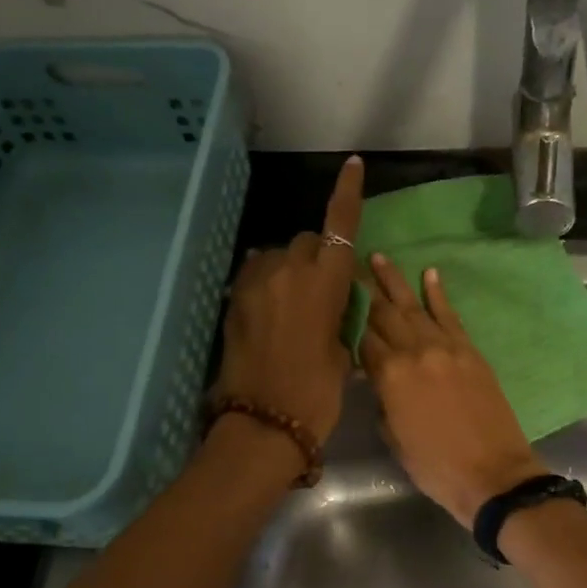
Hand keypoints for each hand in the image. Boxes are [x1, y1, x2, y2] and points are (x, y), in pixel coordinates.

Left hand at [214, 156, 363, 442]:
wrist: (264, 423)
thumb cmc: (317, 393)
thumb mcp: (342, 352)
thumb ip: (339, 316)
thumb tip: (332, 302)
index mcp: (326, 282)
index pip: (340, 226)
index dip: (346, 193)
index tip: (352, 164)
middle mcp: (289, 270)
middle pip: (309, 241)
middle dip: (319, 256)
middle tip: (325, 292)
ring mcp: (256, 283)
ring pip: (279, 257)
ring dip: (291, 271)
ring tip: (294, 307)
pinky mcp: (234, 300)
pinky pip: (256, 276)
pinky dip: (268, 284)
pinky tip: (272, 314)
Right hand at [359, 255, 549, 526]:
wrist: (494, 474)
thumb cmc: (436, 467)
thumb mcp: (395, 439)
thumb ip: (382, 402)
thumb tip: (378, 379)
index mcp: (390, 376)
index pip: (361, 339)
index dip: (345, 320)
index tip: (332, 299)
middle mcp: (415, 352)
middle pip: (383, 315)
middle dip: (364, 290)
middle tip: (348, 266)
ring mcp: (446, 347)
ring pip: (414, 307)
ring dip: (394, 281)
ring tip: (379, 257)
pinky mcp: (470, 351)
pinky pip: (450, 316)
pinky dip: (439, 294)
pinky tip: (429, 273)